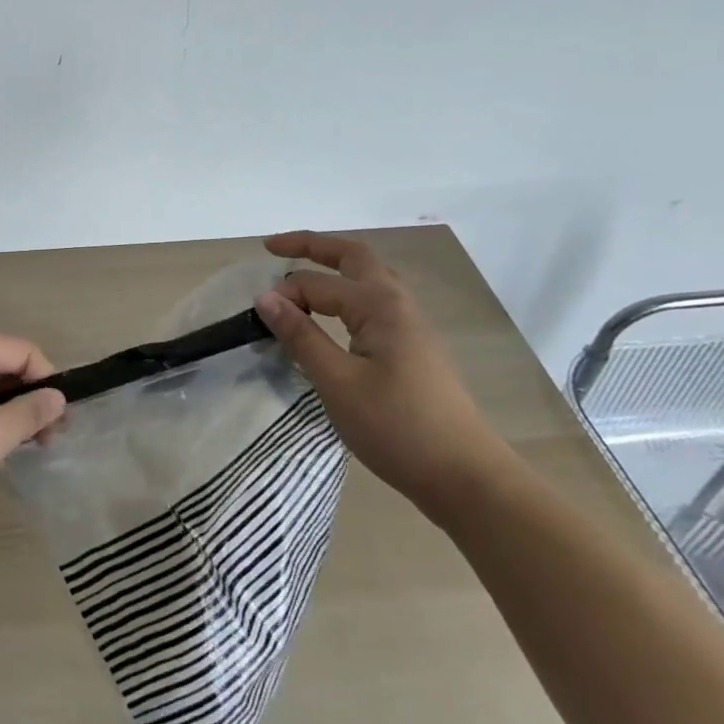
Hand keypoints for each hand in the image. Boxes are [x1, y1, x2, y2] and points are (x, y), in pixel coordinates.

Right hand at [254, 231, 513, 525]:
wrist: (466, 478)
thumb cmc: (397, 428)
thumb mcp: (337, 382)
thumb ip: (300, 336)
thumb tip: (265, 297)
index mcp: (379, 305)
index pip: (317, 283)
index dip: (284, 296)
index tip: (257, 320)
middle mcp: (397, 303)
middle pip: (352, 255)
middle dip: (312, 246)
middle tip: (272, 247)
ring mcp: (411, 325)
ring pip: (368, 276)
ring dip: (333, 266)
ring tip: (301, 273)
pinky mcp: (415, 347)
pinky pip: (375, 300)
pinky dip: (347, 291)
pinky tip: (335, 312)